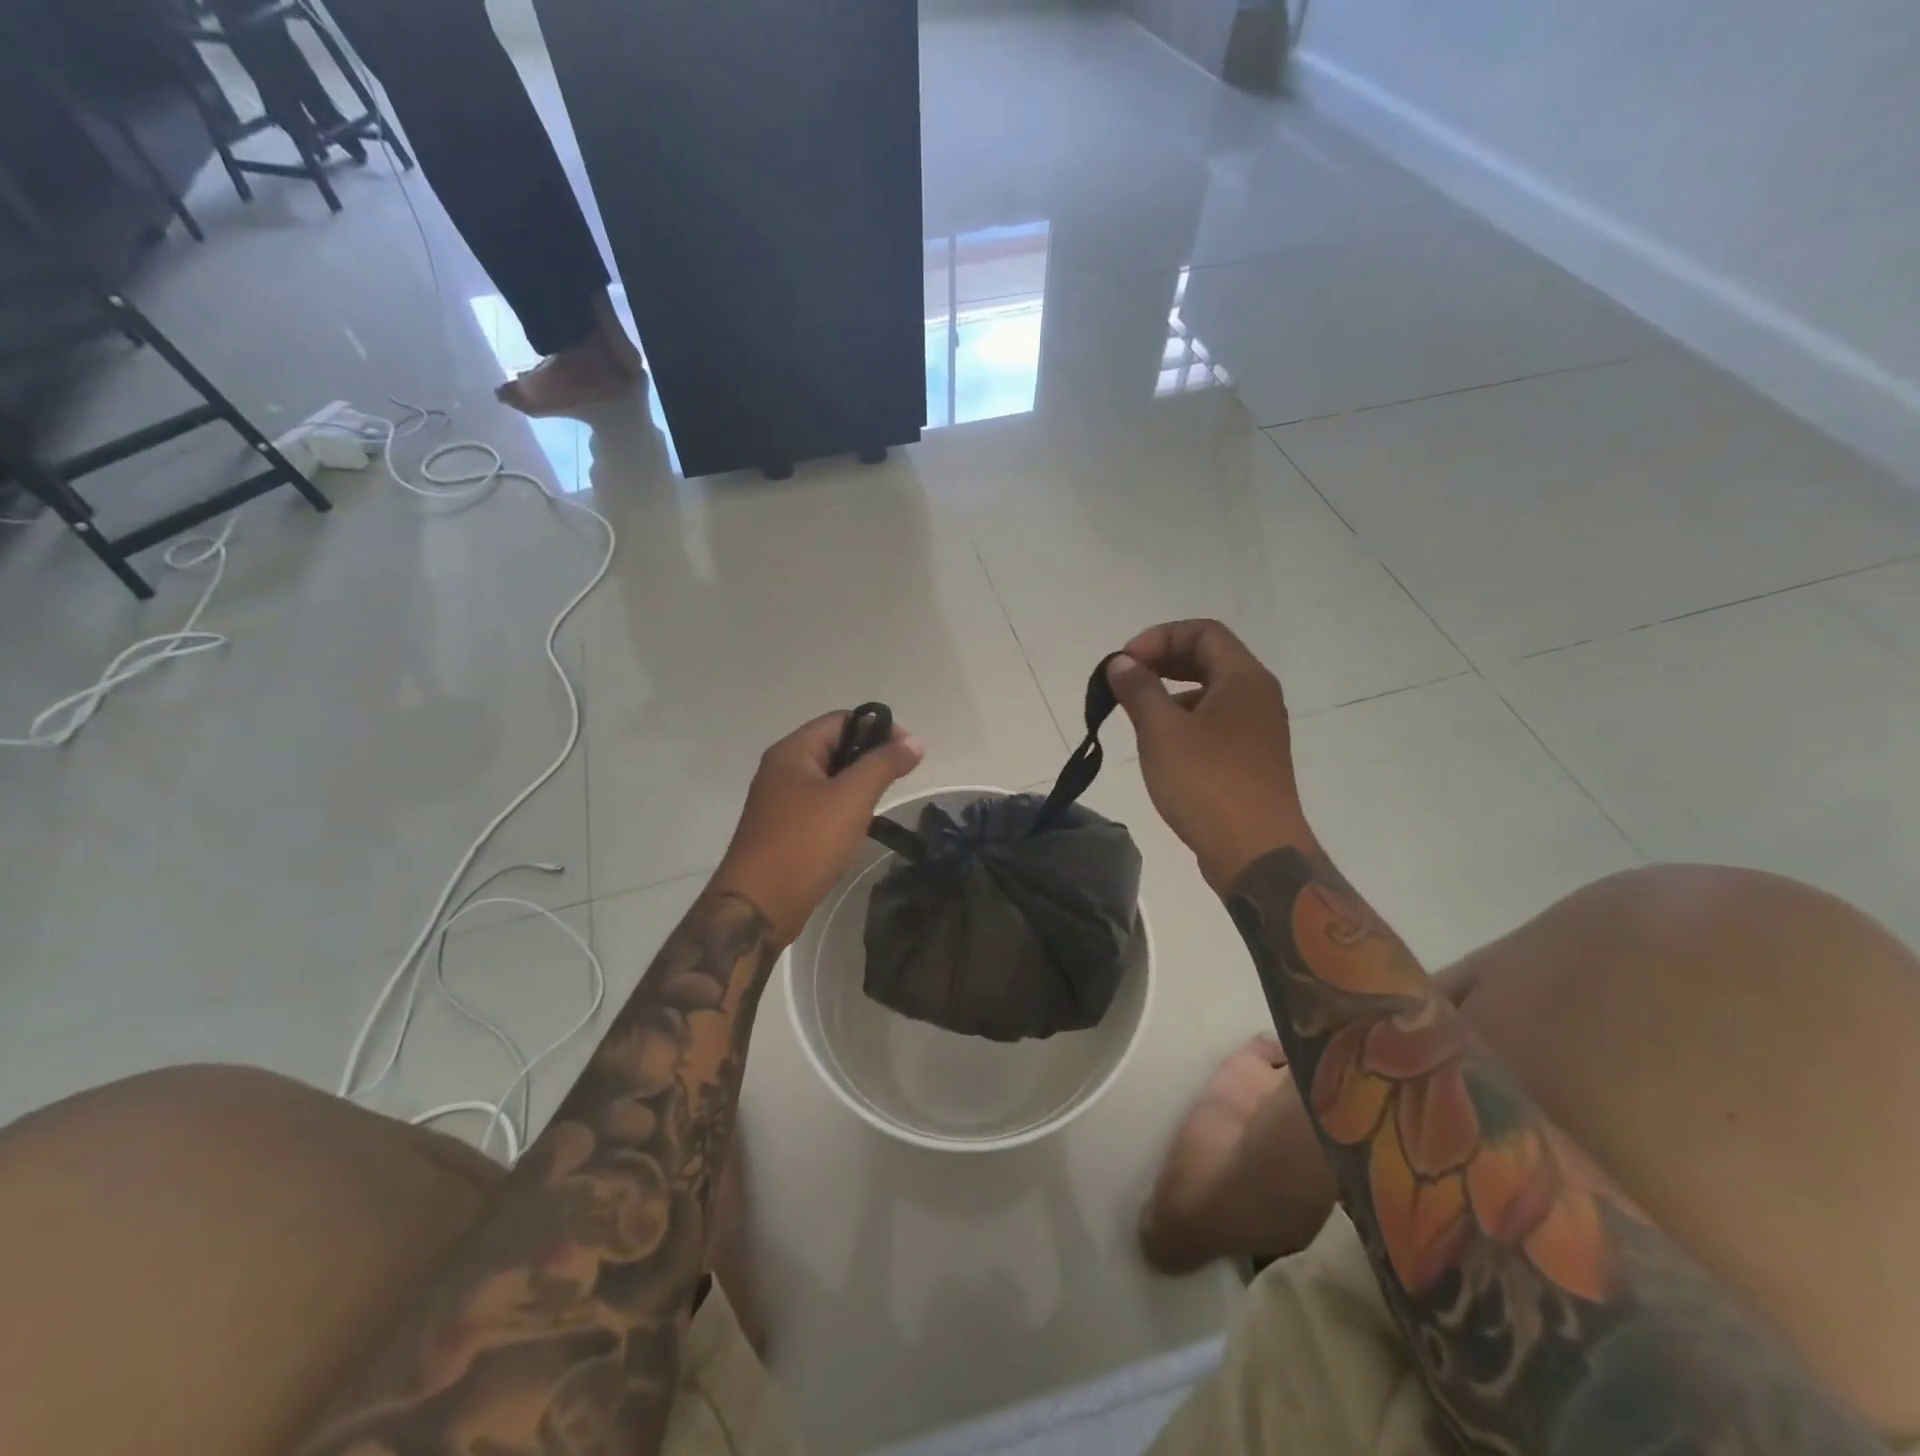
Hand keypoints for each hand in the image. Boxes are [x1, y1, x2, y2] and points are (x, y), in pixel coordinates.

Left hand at [710, 712, 925, 943]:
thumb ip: (883, 765)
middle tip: (899, 780)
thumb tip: (915, 742)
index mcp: (792, 752)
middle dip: (869, 758)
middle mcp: (781, 769)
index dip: (878, 729)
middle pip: (834, 747)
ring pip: (828, 779)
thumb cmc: (805, 843)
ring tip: (881, 804)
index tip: (909, 753)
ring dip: (857, 786)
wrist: (758, 907)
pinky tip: (857, 828)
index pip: (841, 720)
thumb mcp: (851, 798)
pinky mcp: (783, 829)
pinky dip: (842, 809)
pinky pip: (819, 806)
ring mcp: (779, 801)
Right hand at [1107, 620, 1310, 891]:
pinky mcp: (1251, 758)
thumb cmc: (1207, 784)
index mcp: (1244, 678)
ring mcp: (1258, 729)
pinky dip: (1184, 719)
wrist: (1256, 853)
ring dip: (1171, 691)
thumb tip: (1121, 663)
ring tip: (1136, 714)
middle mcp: (1257, 695)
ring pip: (1210, 691)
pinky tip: (1160, 745)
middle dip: (1162, 661)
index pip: (1203, 631)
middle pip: (1208, 657)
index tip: (1124, 664)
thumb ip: (1138, 690)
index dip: (1158, 637)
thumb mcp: (1162, 732)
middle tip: (1125, 681)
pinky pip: (1215, 721)